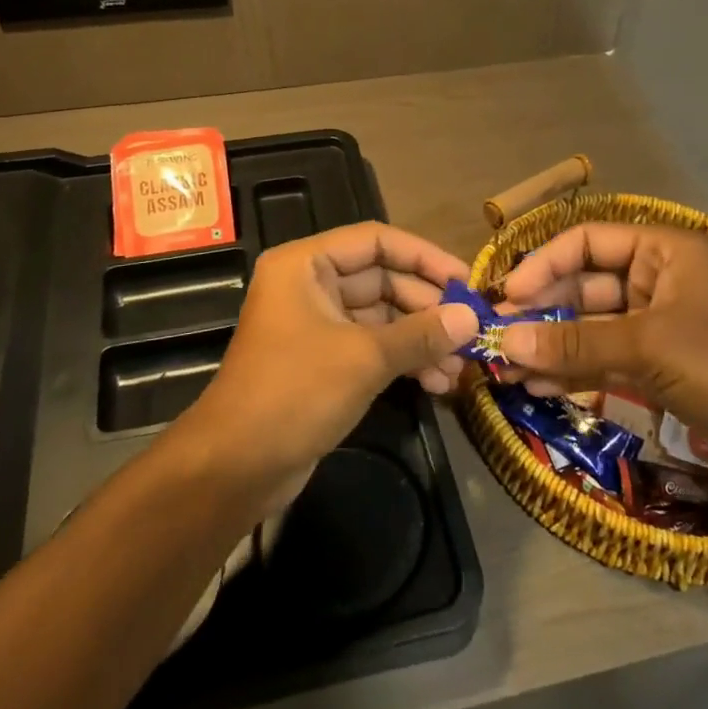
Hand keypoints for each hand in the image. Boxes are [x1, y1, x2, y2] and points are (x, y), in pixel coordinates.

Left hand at [172, 223, 477, 496]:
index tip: (466, 281)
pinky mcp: (325, 361)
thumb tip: (471, 318)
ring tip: (460, 367)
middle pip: (382, 279)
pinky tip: (438, 383)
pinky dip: (404, 360)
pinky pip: (373, 347)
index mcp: (307, 265)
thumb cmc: (294, 393)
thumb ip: (421, 334)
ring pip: (382, 317)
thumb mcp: (364, 358)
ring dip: (422, 339)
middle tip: (471, 331)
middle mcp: (310, 286)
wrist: (236, 467)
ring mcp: (317, 325)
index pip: (376, 241)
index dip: (424, 257)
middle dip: (428, 307)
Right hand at [496, 224, 707, 479]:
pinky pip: (605, 358)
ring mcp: (657, 324)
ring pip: (590, 326)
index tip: (508, 296)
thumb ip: (576, 342)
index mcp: (662, 251)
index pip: (586, 242)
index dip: (543, 264)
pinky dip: (574, 370)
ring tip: (508, 371)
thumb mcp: (650, 346)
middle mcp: (655, 279)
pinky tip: (539, 388)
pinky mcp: (660, 365)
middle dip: (541, 312)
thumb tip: (505, 343)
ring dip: (551, 346)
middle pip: (583, 285)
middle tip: (497, 339)